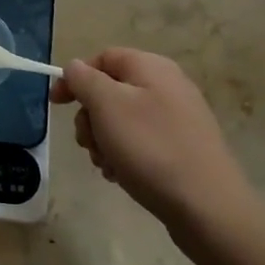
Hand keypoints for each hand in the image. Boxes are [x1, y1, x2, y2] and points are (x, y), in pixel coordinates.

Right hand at [51, 49, 264, 240]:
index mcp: (151, 67)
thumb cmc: (151, 148)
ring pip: (122, 120)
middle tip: (88, 143)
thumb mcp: (107, 105)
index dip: (75, 78)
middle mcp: (167, 85)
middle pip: (111, 90)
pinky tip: (123, 175)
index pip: (102, 58)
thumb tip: (75, 67)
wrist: (208, 207)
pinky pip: (141, 141)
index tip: (56, 105)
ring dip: (104, 140)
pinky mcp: (183, 147)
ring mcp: (178, 118)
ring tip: (107, 165)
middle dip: (90, 117)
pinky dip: (125, 155)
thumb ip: (85, 79)